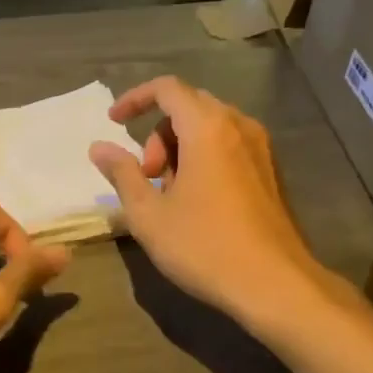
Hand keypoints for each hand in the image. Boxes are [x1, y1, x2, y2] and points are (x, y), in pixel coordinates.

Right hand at [89, 77, 330, 325]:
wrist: (273, 284)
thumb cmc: (203, 246)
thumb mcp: (149, 214)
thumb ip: (122, 174)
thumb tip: (99, 147)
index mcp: (207, 128)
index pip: (167, 89)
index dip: (135, 99)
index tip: (113, 123)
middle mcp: (238, 126)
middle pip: (189, 107)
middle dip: (157, 134)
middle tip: (146, 176)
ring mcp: (260, 149)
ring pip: (210, 128)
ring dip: (180, 149)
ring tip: (169, 194)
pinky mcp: (270, 172)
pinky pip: (229, 147)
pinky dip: (204, 159)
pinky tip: (196, 202)